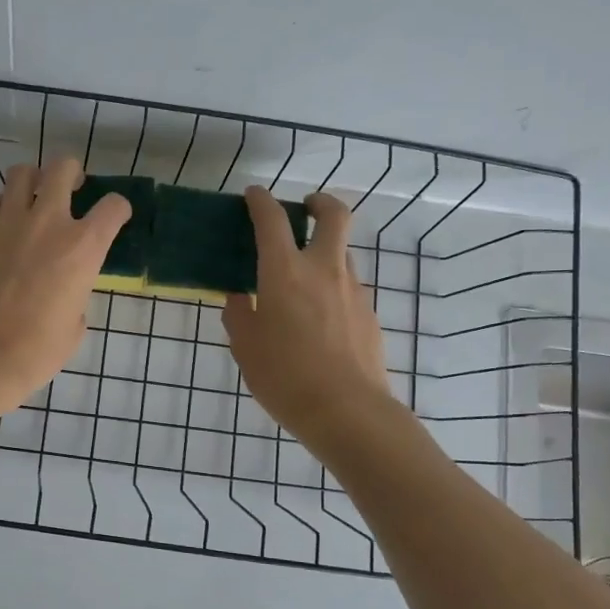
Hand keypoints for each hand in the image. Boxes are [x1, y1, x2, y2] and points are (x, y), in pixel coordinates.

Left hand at [0, 156, 130, 412]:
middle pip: (63, 168)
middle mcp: (48, 222)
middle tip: (72, 187)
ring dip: (34, 180)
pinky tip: (4, 224)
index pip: (113, 206)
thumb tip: (66, 289)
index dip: (118, 209)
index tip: (114, 217)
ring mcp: (8, 222)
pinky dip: (2, 206)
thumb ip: (77, 293)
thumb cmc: (37, 350)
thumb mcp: (75, 324)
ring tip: (34, 197)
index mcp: (84, 247)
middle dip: (72, 172)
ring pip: (22, 173)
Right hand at [223, 188, 391, 437]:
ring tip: (304, 278)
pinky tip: (320, 320)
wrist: (347, 412)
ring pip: (343, 253)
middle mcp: (323, 270)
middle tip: (306, 208)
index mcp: (285, 272)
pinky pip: (349, 288)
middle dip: (320, 202)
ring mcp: (353, 291)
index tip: (253, 196)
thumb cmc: (285, 377)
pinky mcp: (370, 315)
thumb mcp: (246, 348)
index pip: (273, 220)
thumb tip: (240, 299)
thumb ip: (239, 316)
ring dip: (325, 250)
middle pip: (334, 216)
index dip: (261, 201)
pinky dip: (333, 288)